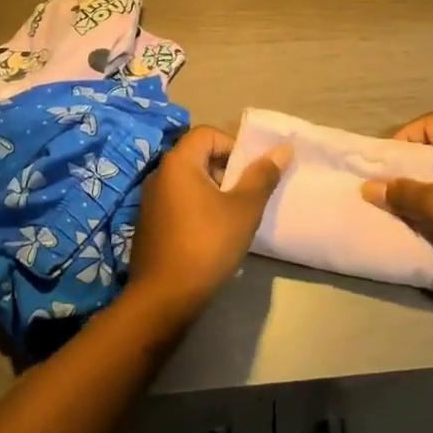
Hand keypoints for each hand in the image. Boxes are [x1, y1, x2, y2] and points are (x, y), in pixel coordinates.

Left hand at [126, 125, 288, 322]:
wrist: (164, 298)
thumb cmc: (207, 244)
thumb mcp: (244, 209)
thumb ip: (263, 176)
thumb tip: (284, 149)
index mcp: (178, 162)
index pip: (207, 133)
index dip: (233, 145)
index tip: (249, 172)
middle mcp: (159, 174)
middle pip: (197, 155)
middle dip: (225, 170)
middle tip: (245, 195)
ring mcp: (150, 200)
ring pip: (188, 181)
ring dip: (212, 191)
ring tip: (232, 216)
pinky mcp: (149, 224)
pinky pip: (177, 202)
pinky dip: (196, 208)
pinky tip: (211, 235)